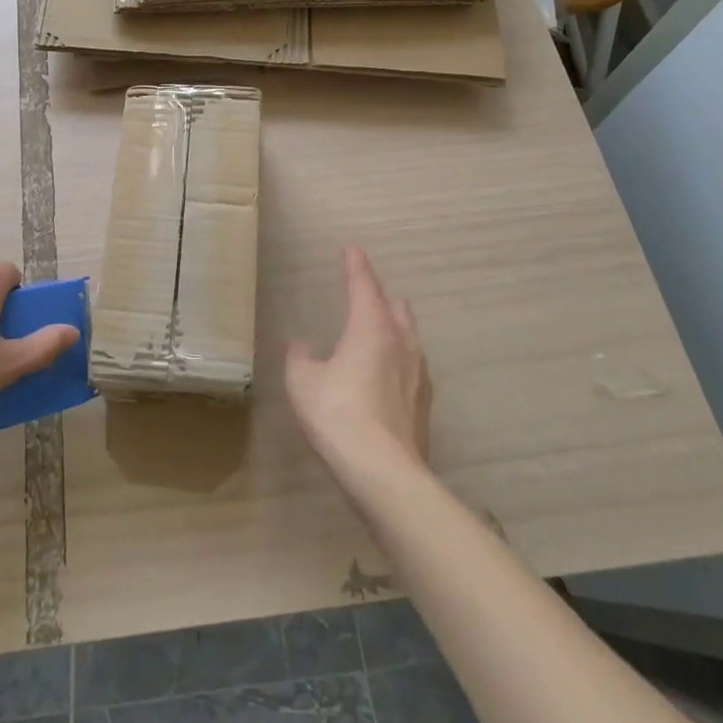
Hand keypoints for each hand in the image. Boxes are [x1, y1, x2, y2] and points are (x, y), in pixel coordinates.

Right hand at [286, 247, 431, 484]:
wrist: (385, 474)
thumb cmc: (338, 415)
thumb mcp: (303, 382)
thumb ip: (300, 357)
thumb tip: (302, 345)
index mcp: (371, 328)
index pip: (363, 285)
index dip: (355, 265)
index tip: (351, 249)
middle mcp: (400, 342)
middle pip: (395, 306)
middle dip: (379, 294)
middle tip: (361, 292)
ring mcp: (418, 374)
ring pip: (408, 335)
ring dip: (392, 325)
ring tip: (374, 331)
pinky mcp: (423, 403)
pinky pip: (411, 365)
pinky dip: (397, 357)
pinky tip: (384, 374)